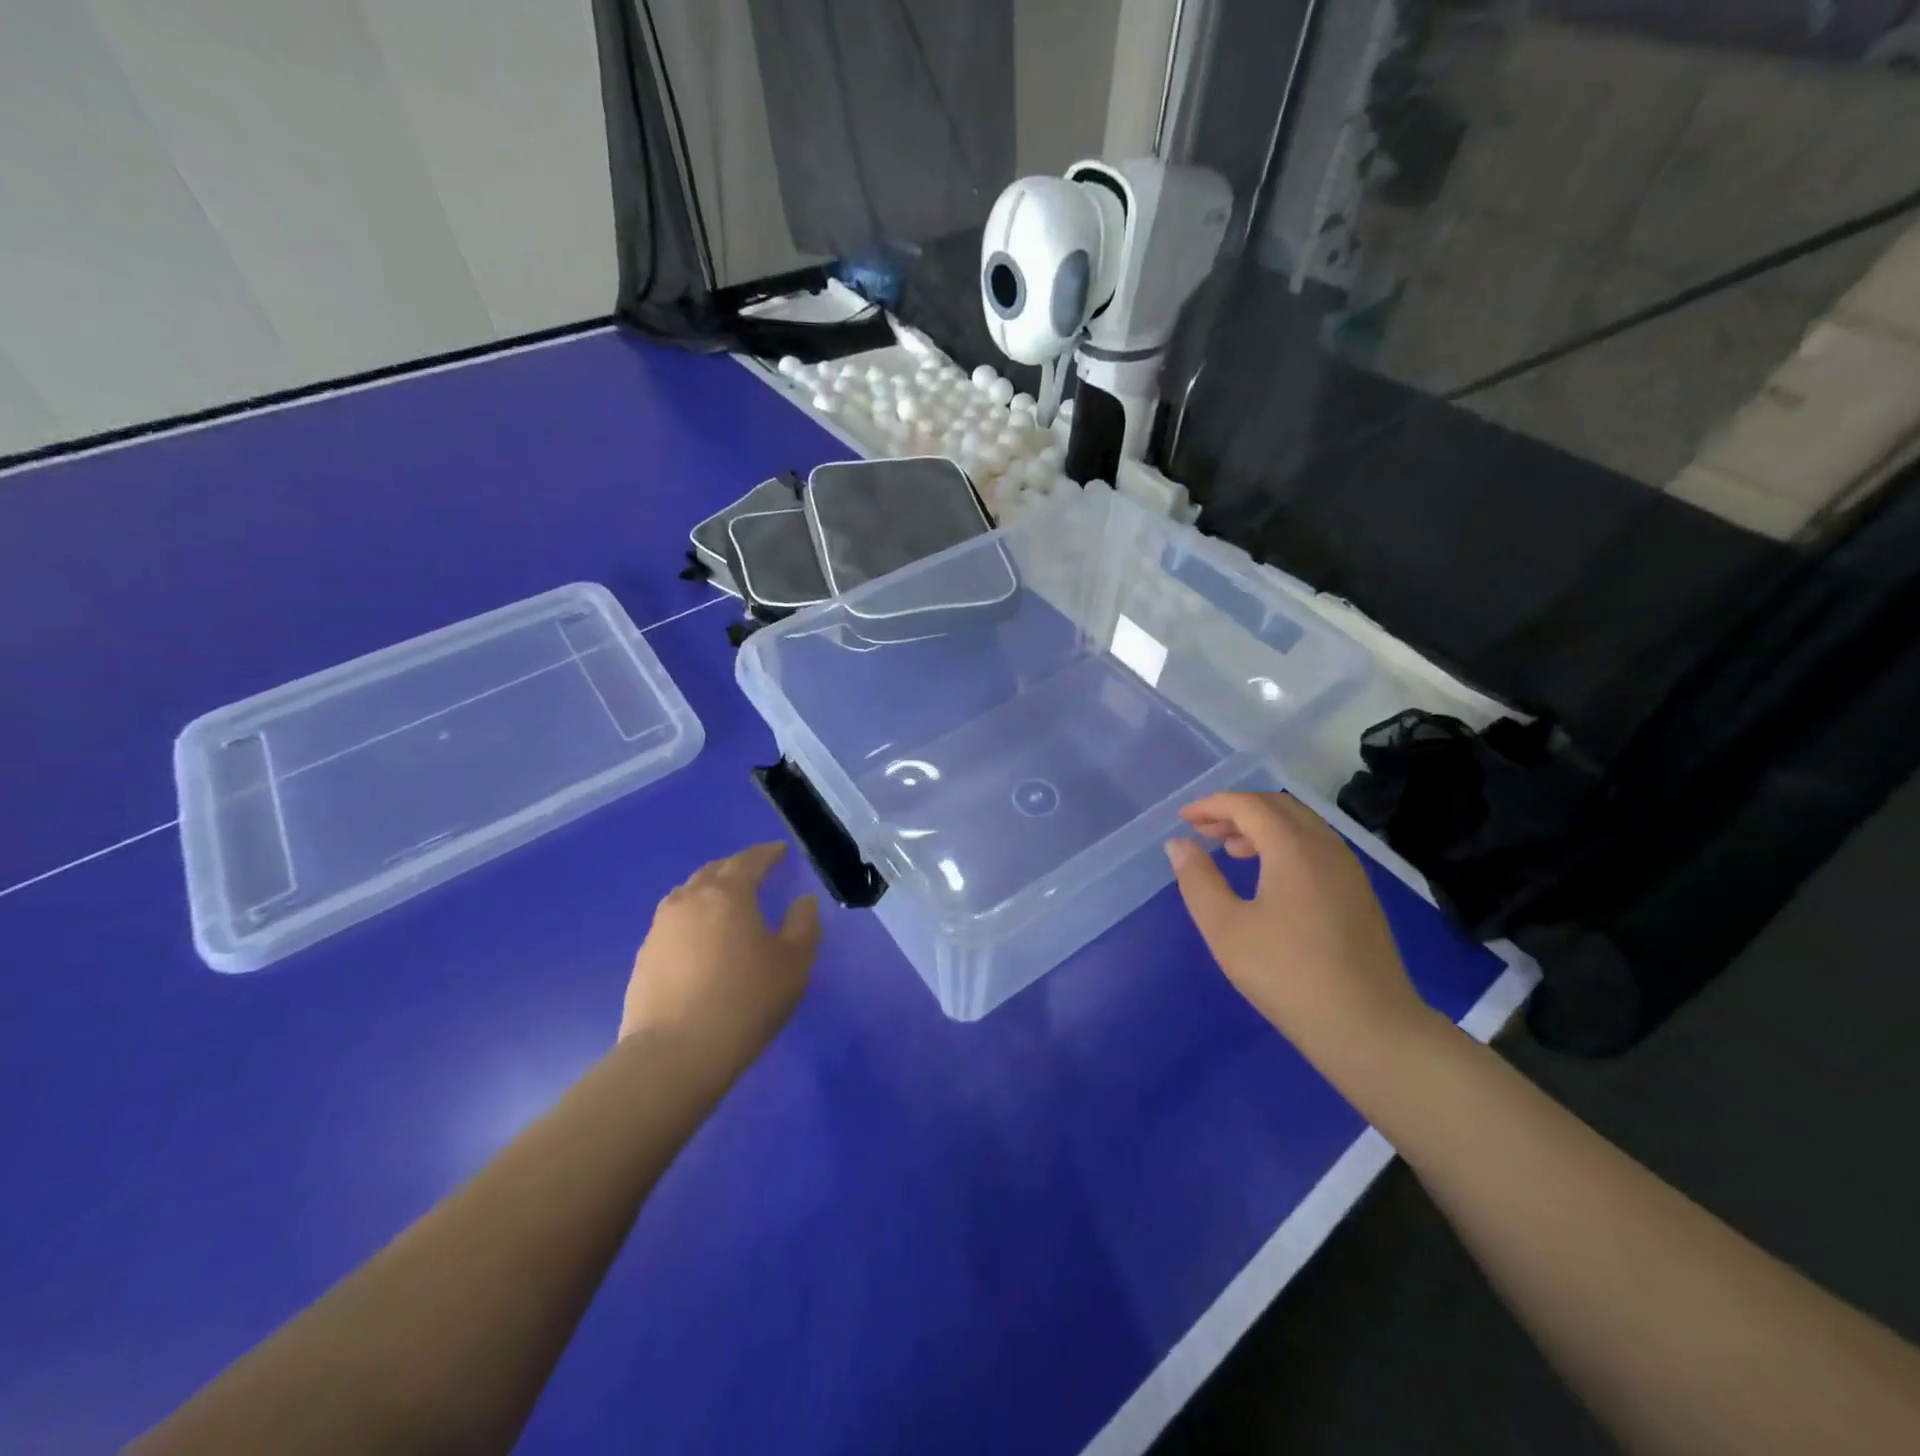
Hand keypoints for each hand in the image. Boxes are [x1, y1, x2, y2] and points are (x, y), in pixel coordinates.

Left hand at [620, 843, 820, 1080]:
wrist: (675, 1054)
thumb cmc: (745, 1001)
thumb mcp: (793, 964)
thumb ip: (804, 925)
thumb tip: (803, 902)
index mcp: (728, 894)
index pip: (750, 860)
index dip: (768, 853)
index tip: (780, 851)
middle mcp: (690, 900)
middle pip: (714, 871)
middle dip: (736, 867)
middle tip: (755, 873)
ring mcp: (661, 928)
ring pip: (688, 894)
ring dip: (709, 890)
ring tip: (725, 904)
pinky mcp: (645, 956)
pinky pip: (673, 922)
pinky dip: (692, 919)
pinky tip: (701, 941)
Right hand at [1166, 792, 1432, 1064]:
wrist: (1368, 1027)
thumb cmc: (1287, 975)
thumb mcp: (1226, 928)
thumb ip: (1198, 880)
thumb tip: (1179, 844)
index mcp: (1294, 848)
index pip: (1248, 805)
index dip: (1212, 805)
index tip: (1183, 820)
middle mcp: (1326, 847)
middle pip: (1278, 807)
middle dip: (1237, 811)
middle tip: (1203, 831)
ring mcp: (1349, 870)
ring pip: (1301, 826)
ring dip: (1262, 828)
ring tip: (1230, 851)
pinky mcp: (1359, 893)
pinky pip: (1316, 848)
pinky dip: (1284, 845)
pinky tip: (1268, 878)